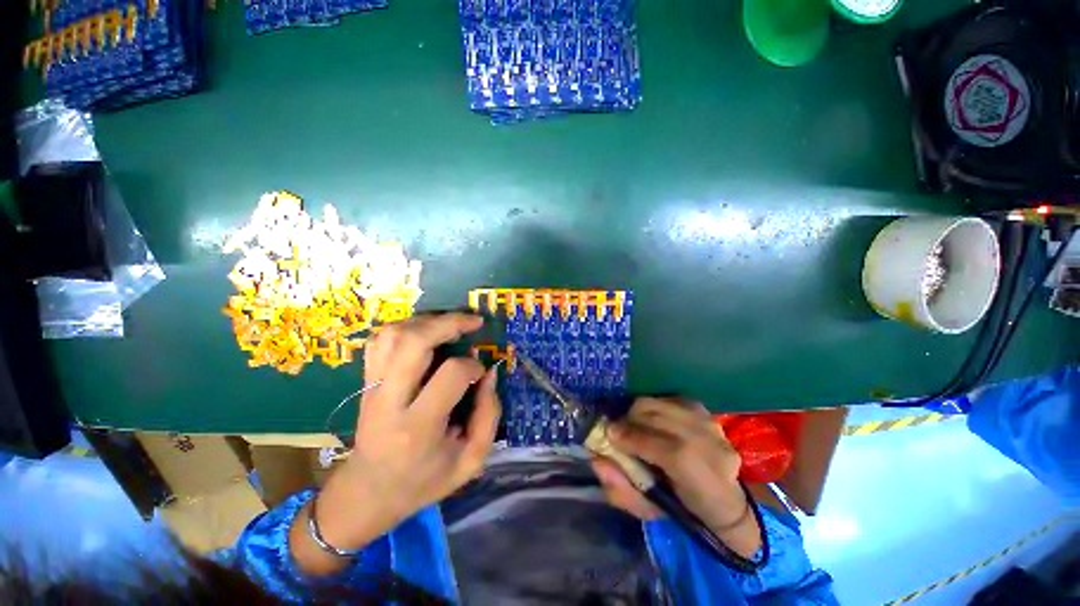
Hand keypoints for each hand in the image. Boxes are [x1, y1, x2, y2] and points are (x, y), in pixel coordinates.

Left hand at [291, 313, 500, 574]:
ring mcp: (372, 388)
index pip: (451, 374)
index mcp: (419, 427)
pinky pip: (380, 340)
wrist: (367, 493)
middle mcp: (390, 401)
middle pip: (414, 342)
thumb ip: (489, 416)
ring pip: (393, 335)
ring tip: (450, 325)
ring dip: (427, 321)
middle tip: (473, 321)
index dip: (473, 366)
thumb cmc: (423, 481)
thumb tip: (489, 374)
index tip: (481, 373)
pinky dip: (405, 327)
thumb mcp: (470, 462)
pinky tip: (424, 332)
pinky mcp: (365, 381)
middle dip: (449, 323)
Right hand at [591, 398, 760, 557]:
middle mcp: (710, 443)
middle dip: (630, 420)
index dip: (631, 438)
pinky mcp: (706, 412)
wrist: (726, 501)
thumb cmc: (683, 511)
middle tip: (618, 431)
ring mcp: (710, 424)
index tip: (608, 435)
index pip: (664, 450)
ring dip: (639, 412)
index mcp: (701, 477)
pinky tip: (652, 421)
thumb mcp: (648, 511)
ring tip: (634, 425)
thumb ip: (621, 489)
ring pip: (661, 403)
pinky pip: (669, 399)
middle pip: (658, 416)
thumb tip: (597, 460)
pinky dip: (654, 407)